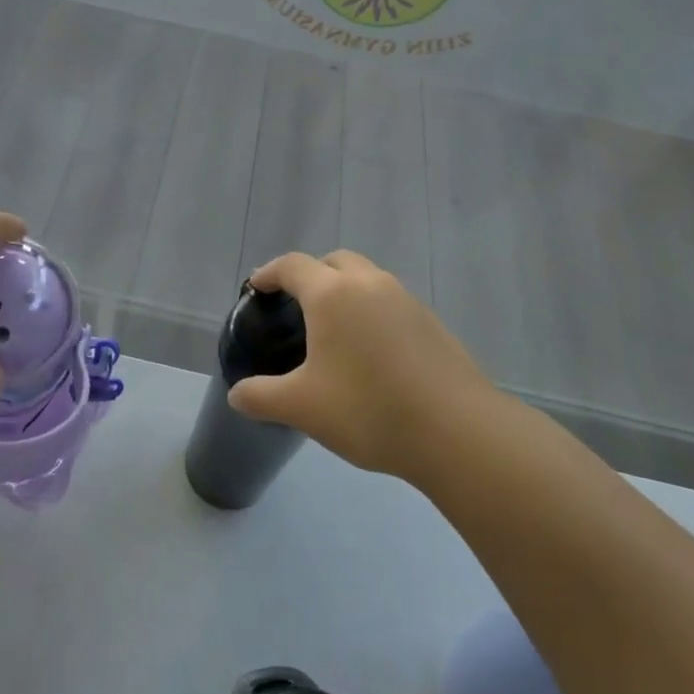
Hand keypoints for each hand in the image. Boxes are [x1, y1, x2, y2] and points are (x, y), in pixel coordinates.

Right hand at [230, 250, 508, 481]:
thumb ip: (261, 397)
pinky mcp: (432, 323)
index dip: (270, 273)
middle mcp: (370, 284)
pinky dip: (372, 312)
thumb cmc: (367, 409)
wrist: (456, 431)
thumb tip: (237, 394)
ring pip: (367, 279)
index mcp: (332, 294)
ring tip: (334, 329)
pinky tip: (371, 352)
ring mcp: (406, 300)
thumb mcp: (302, 407)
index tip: (257, 287)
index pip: (293, 266)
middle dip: (311, 274)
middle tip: (296, 305)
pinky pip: (390, 303)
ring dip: (345, 291)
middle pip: (334, 262)